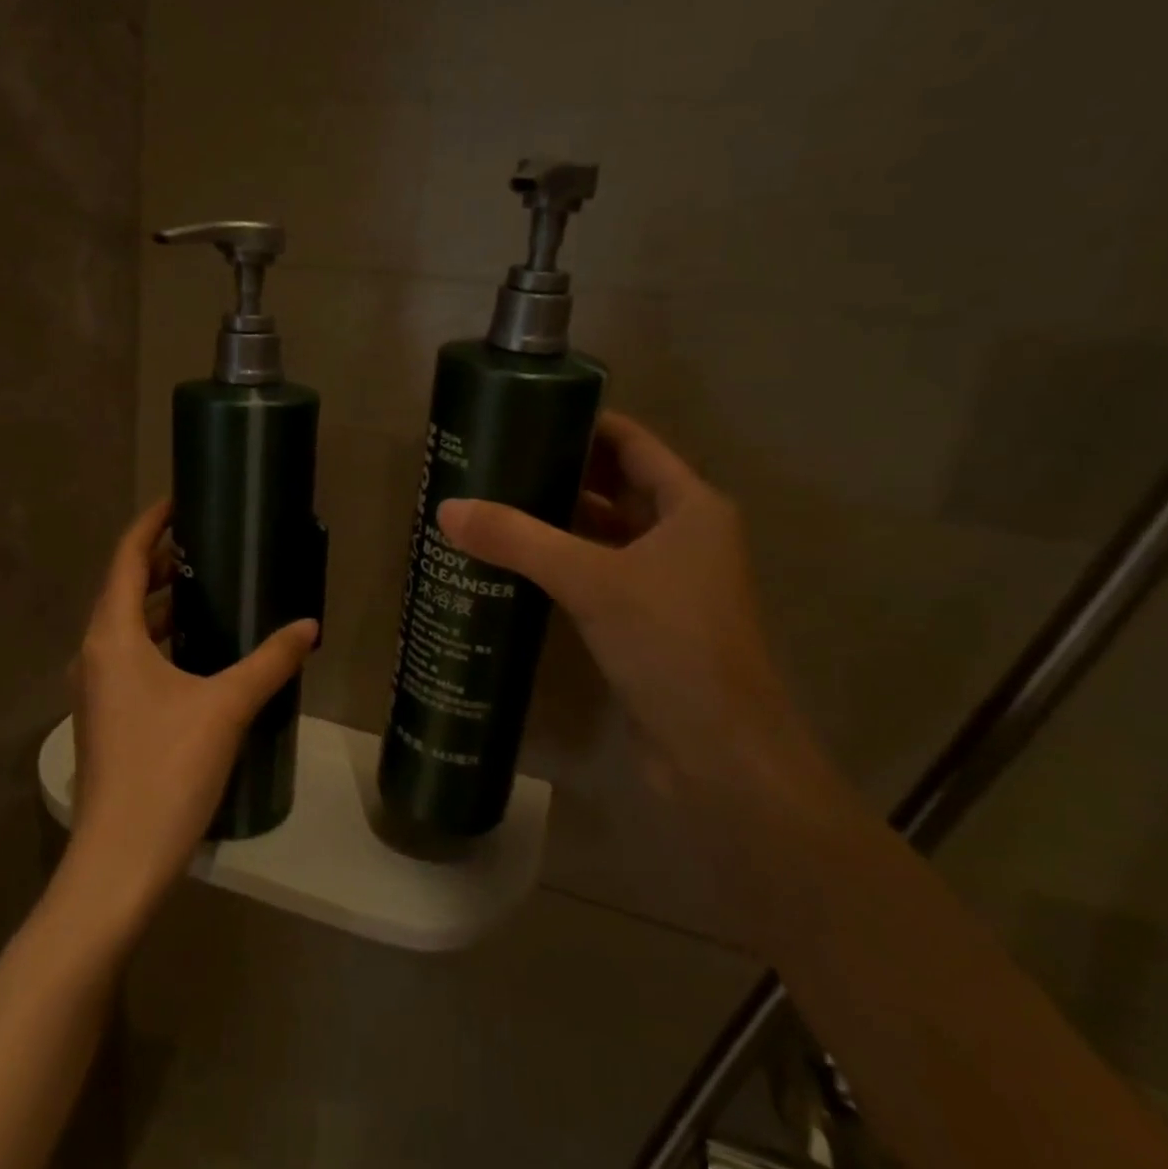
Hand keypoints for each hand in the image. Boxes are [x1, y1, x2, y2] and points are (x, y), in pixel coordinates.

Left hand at [62, 499, 316, 924]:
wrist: (120, 860)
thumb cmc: (168, 770)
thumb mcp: (227, 707)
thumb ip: (270, 661)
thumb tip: (309, 627)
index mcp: (111, 637)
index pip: (125, 558)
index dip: (151, 525)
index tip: (182, 501)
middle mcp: (93, 654)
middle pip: (122, 589)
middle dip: (160, 562)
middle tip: (208, 544)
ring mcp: (94, 689)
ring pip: (125, 627)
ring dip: (159, 603)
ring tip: (207, 590)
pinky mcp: (105, 717)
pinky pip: (129, 658)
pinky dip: (158, 639)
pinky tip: (197, 652)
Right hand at [437, 412, 847, 830]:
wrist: (720, 754)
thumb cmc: (672, 645)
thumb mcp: (593, 581)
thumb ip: (520, 541)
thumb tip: (448, 509)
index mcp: (690, 506)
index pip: (630, 443)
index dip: (582, 424)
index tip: (523, 414)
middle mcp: (681, 535)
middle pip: (614, 486)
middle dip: (559, 472)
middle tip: (494, 462)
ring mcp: (663, 582)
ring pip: (602, 534)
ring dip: (555, 521)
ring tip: (491, 505)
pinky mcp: (642, 622)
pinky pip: (594, 575)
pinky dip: (558, 564)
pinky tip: (512, 564)